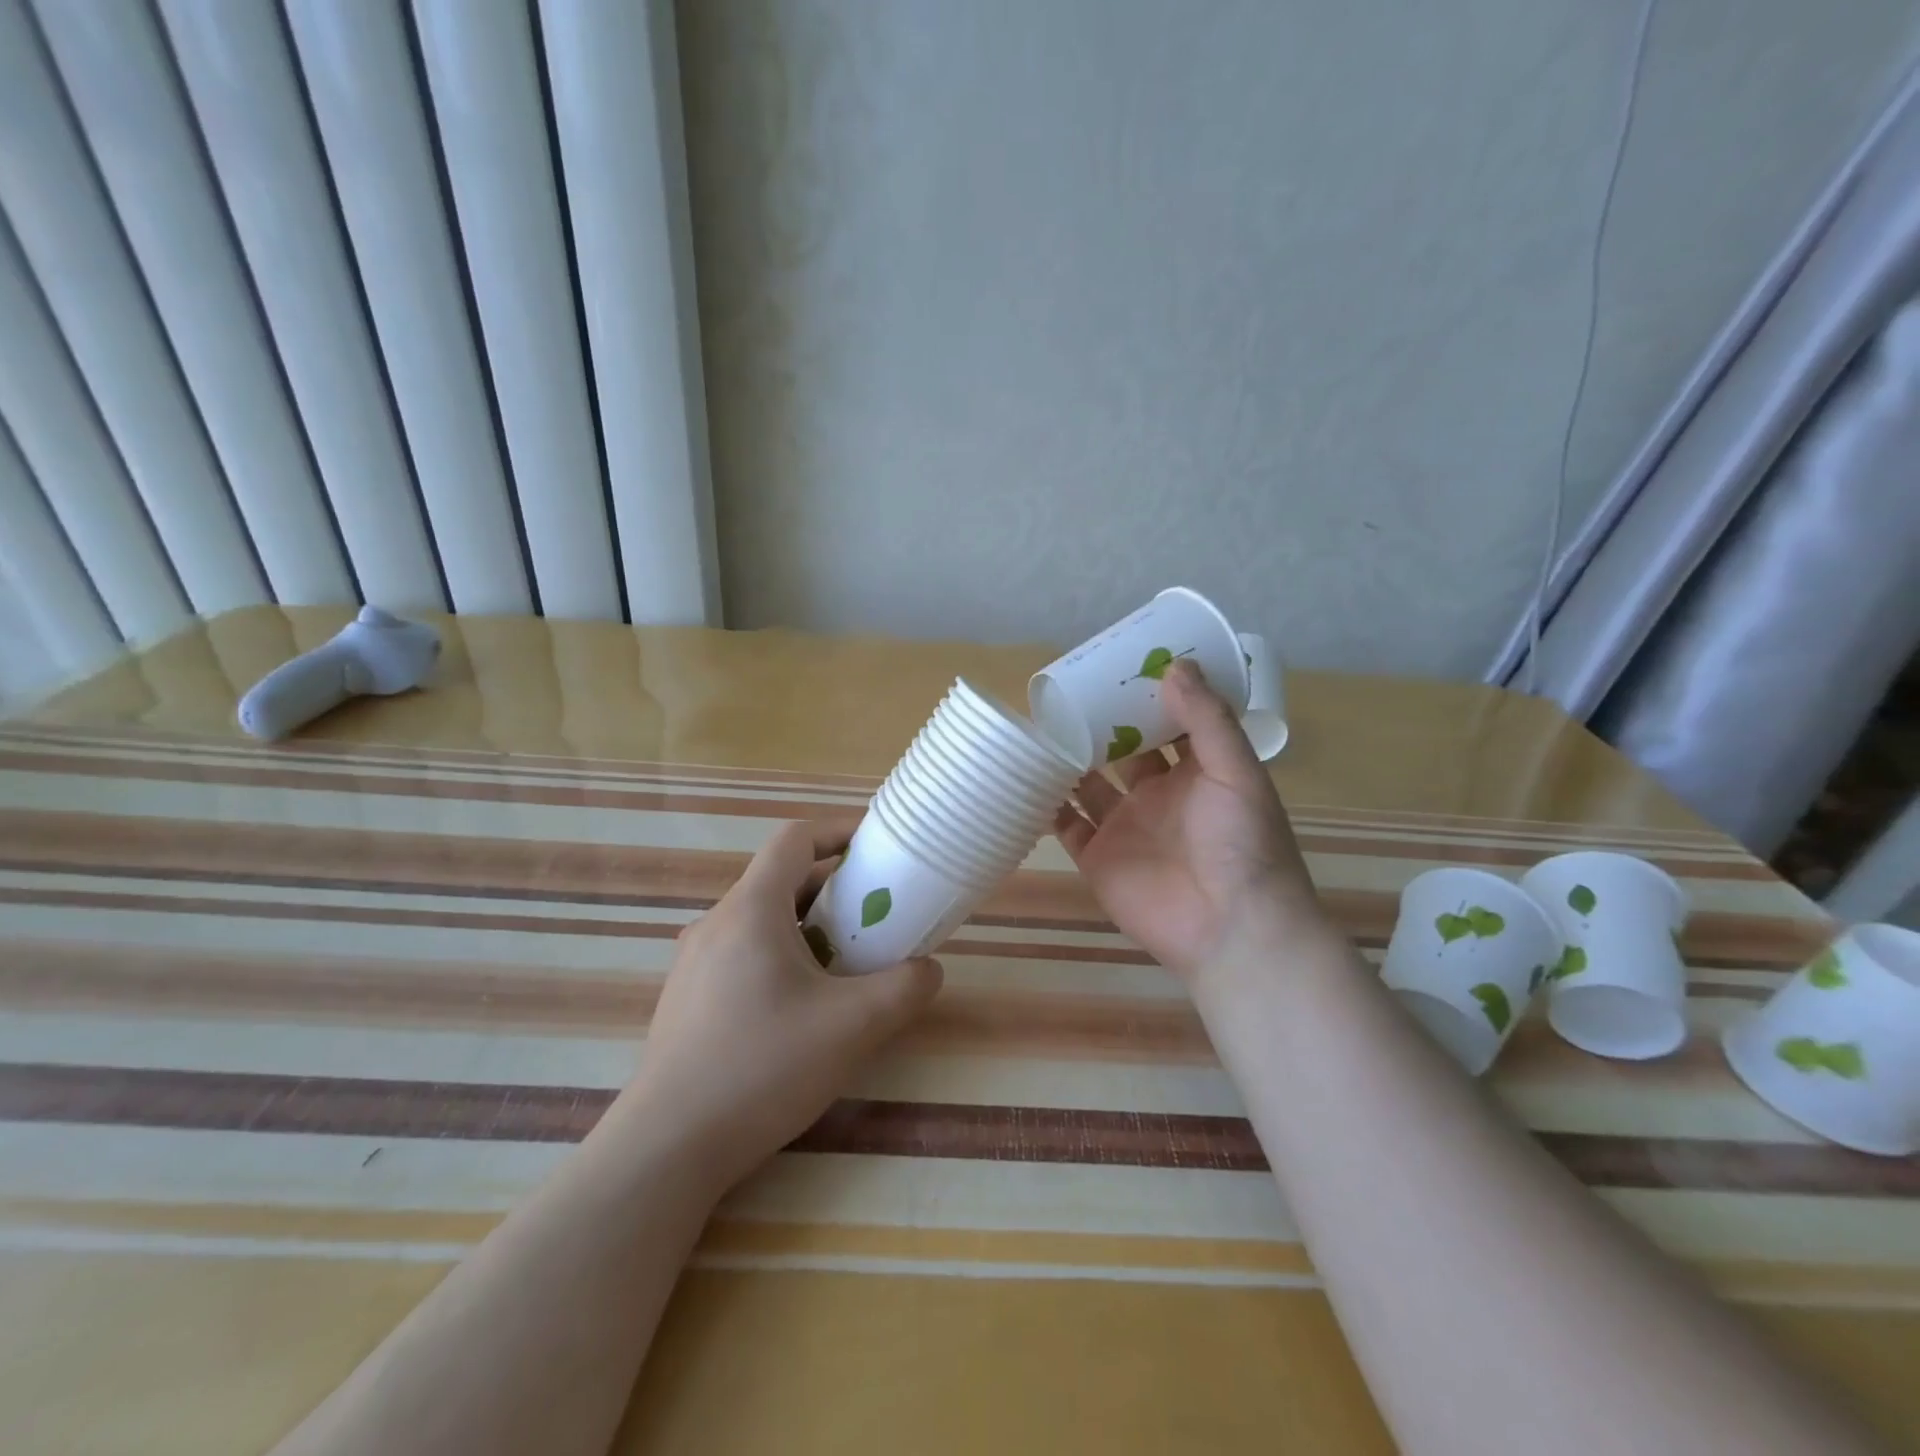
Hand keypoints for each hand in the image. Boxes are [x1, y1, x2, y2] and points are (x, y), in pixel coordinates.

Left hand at [621, 822, 942, 1190]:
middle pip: (781, 878)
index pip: (796, 838)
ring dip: (809, 924)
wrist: (666, 1148)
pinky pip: (743, 951)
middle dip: (835, 886)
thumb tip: (929, 970)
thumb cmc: (762, 1068)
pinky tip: (802, 1005)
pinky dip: (782, 954)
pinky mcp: (687, 997)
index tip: (878, 846)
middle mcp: (717, 922)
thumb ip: (904, 989)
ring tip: (847, 960)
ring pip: (762, 918)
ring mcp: (695, 961)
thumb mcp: (853, 1026)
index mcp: (751, 908)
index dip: (840, 830)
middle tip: (877, 913)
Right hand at [1053, 660, 1324, 983]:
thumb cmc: (1242, 844)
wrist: (1230, 929)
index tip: (1121, 664)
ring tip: (1039, 726)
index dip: (1147, 697)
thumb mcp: (1236, 771)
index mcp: (1195, 773)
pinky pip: (1065, 825)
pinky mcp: (1097, 857)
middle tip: (1068, 689)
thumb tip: (1175, 664)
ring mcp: (1124, 827)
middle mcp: (1157, 795)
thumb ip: (1207, 720)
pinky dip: (1046, 805)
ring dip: (1068, 760)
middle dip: (1100, 724)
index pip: (1168, 725)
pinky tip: (1024, 777)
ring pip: (1088, 784)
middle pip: (1121, 751)